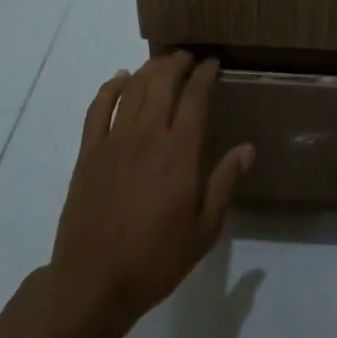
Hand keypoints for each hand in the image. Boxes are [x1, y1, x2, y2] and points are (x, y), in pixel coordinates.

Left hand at [45, 53, 253, 337]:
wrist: (94, 281)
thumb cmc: (156, 259)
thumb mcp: (204, 230)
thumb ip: (224, 183)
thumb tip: (247, 148)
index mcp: (180, 154)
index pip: (195, 98)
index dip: (205, 75)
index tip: (213, 62)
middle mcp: (147, 136)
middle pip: (162, 84)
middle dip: (178, 63)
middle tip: (189, 57)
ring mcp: (114, 141)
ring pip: (133, 90)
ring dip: (149, 69)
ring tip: (162, 62)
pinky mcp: (89, 152)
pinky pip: (98, 108)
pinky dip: (110, 87)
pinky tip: (120, 78)